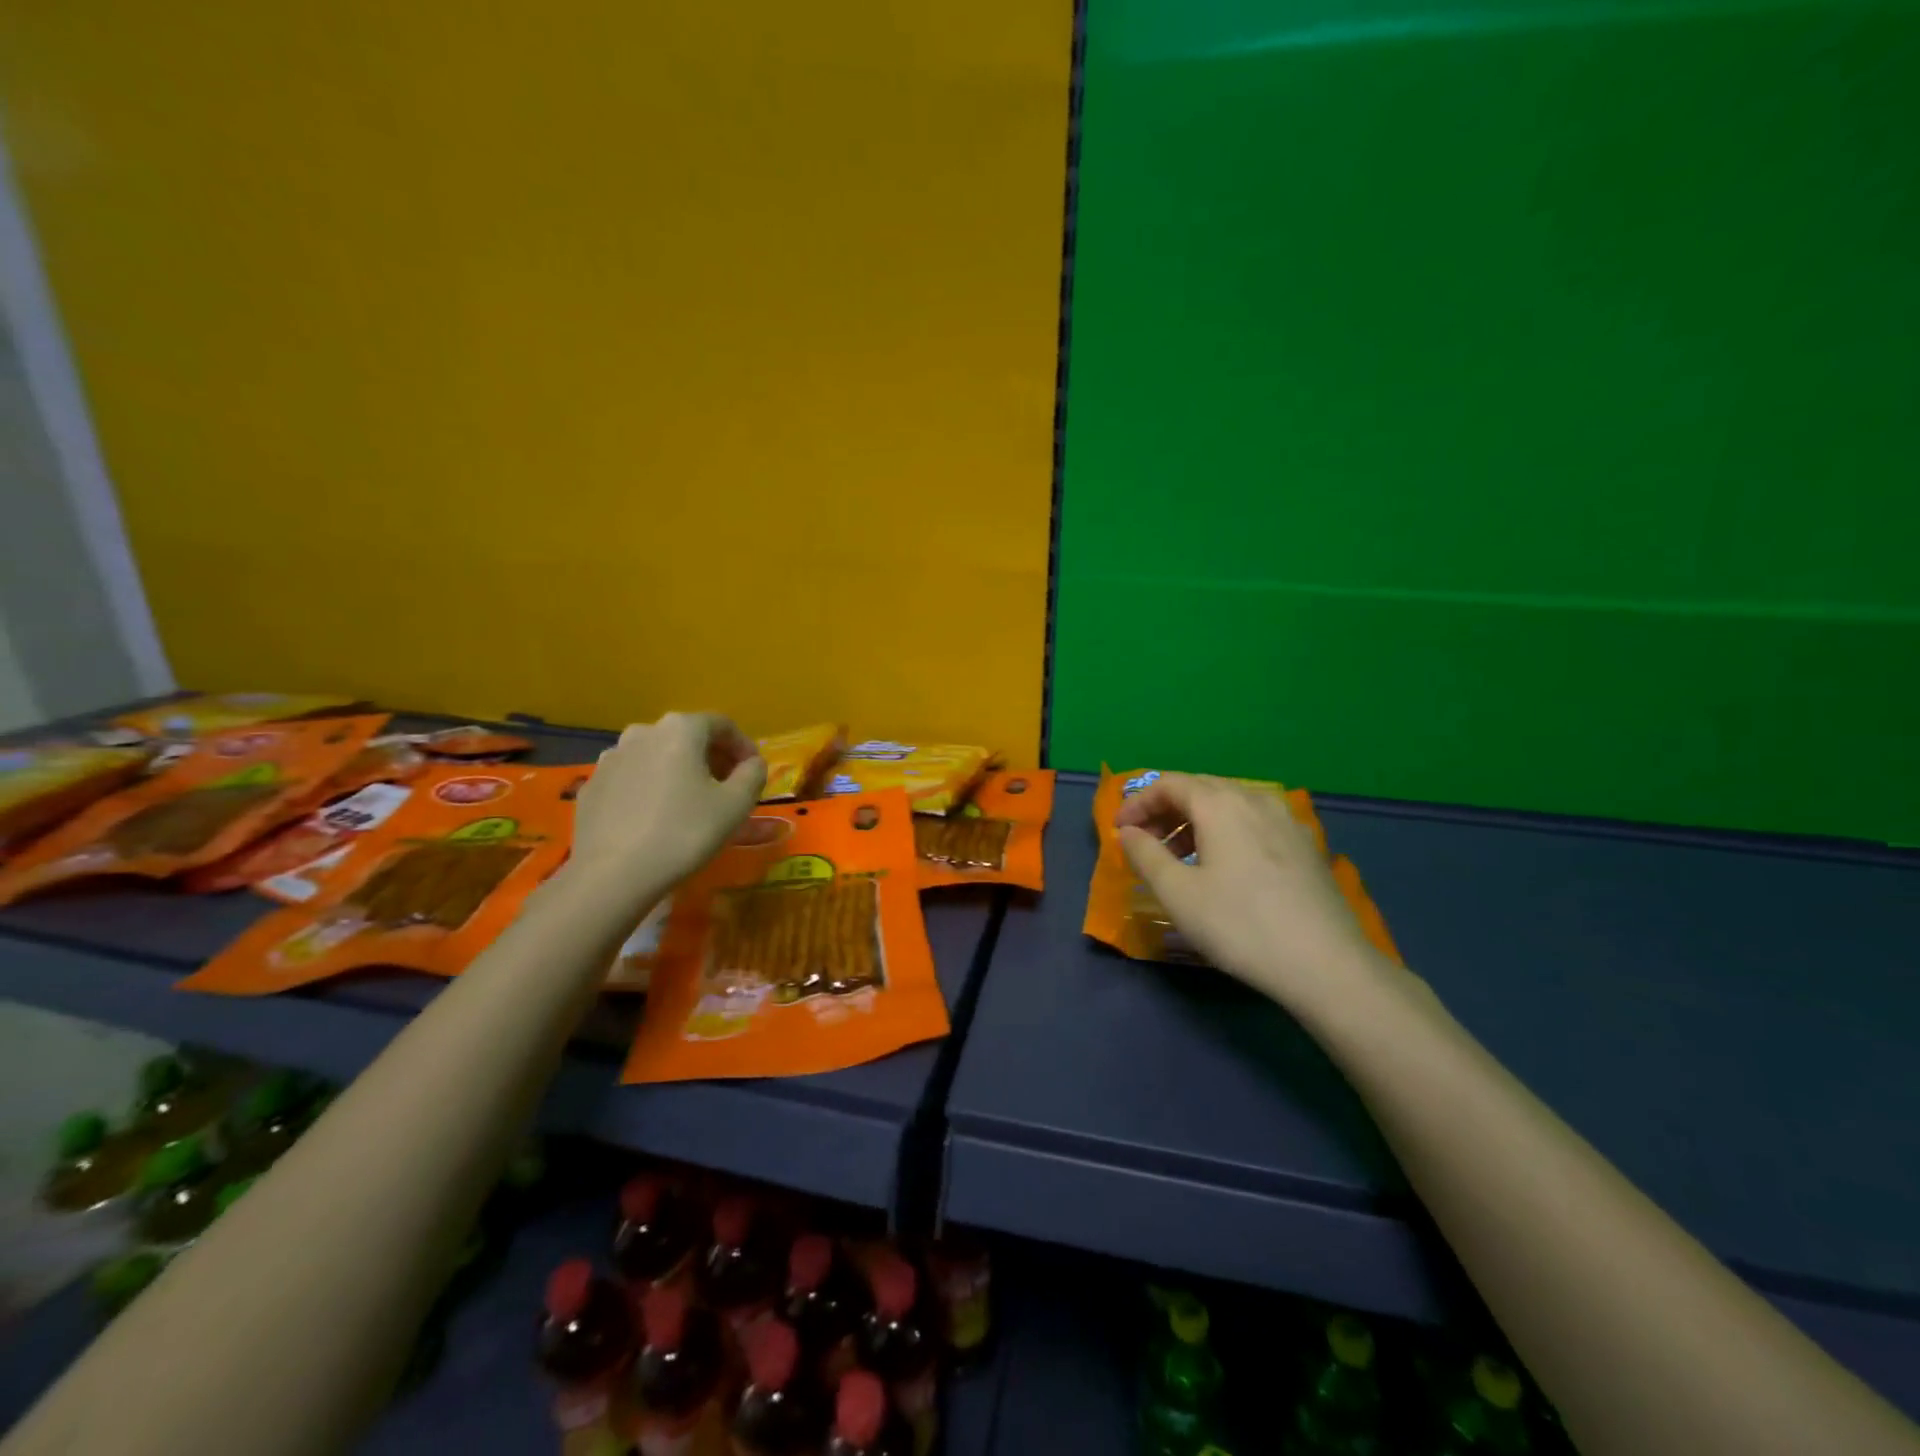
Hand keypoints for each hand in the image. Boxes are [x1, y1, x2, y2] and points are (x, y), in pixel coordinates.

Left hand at [571, 713, 766, 894]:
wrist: (612, 875)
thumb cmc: (684, 832)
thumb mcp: (736, 804)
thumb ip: (753, 774)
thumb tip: (752, 764)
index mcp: (680, 729)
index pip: (723, 725)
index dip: (744, 747)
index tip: (753, 773)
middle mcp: (642, 732)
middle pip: (688, 737)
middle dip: (712, 759)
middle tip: (728, 789)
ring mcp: (611, 758)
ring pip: (658, 756)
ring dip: (680, 772)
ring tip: (692, 804)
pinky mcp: (592, 786)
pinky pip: (633, 778)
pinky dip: (652, 788)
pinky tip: (657, 818)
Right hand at [1116, 773, 1393, 1011]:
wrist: (1325, 964)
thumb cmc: (1239, 924)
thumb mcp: (1177, 893)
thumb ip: (1145, 855)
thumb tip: (1129, 833)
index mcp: (1220, 803)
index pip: (1169, 784)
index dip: (1138, 803)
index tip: (1119, 831)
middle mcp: (1255, 799)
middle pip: (1200, 789)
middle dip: (1165, 811)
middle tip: (1143, 843)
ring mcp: (1286, 820)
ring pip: (1229, 806)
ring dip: (1195, 823)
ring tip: (1179, 858)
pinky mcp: (1306, 845)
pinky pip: (1254, 823)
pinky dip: (1226, 833)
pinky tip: (1224, 868)